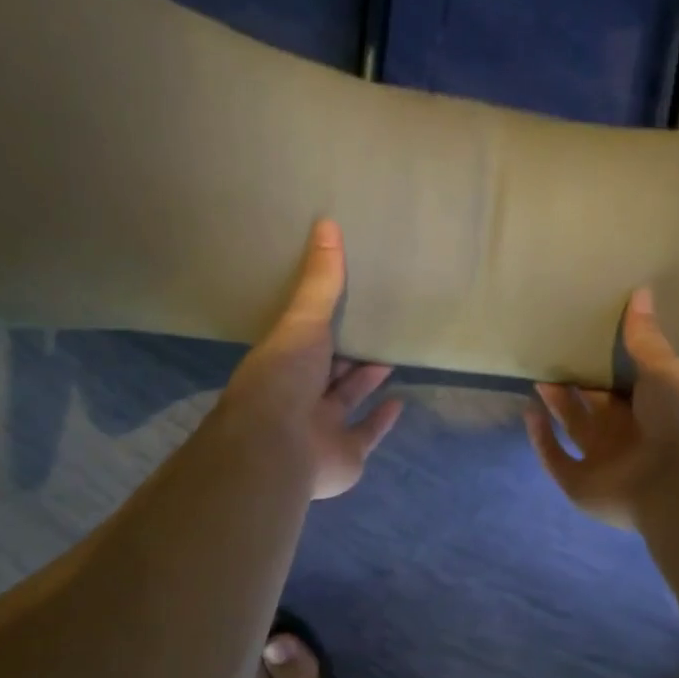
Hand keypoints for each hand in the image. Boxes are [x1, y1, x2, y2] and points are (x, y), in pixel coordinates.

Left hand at [223, 219, 403, 499]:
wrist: (278, 447)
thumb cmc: (284, 379)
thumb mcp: (303, 321)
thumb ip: (320, 281)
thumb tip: (327, 223)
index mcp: (284, 363)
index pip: (306, 339)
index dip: (324, 323)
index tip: (346, 301)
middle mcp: (300, 396)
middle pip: (328, 371)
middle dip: (350, 352)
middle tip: (376, 328)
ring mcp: (322, 428)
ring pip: (347, 400)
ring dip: (367, 381)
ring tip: (390, 356)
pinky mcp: (346, 455)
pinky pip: (367, 434)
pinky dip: (383, 420)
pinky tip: (400, 402)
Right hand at [526, 289, 678, 528]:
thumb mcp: (666, 370)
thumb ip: (645, 338)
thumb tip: (640, 291)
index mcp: (653, 410)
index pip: (623, 383)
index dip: (604, 363)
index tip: (583, 337)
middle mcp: (626, 435)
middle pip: (594, 405)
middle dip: (575, 382)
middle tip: (553, 353)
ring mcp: (602, 461)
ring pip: (573, 428)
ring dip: (556, 405)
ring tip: (538, 375)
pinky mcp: (579, 484)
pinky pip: (555, 459)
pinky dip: (540, 438)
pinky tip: (530, 412)